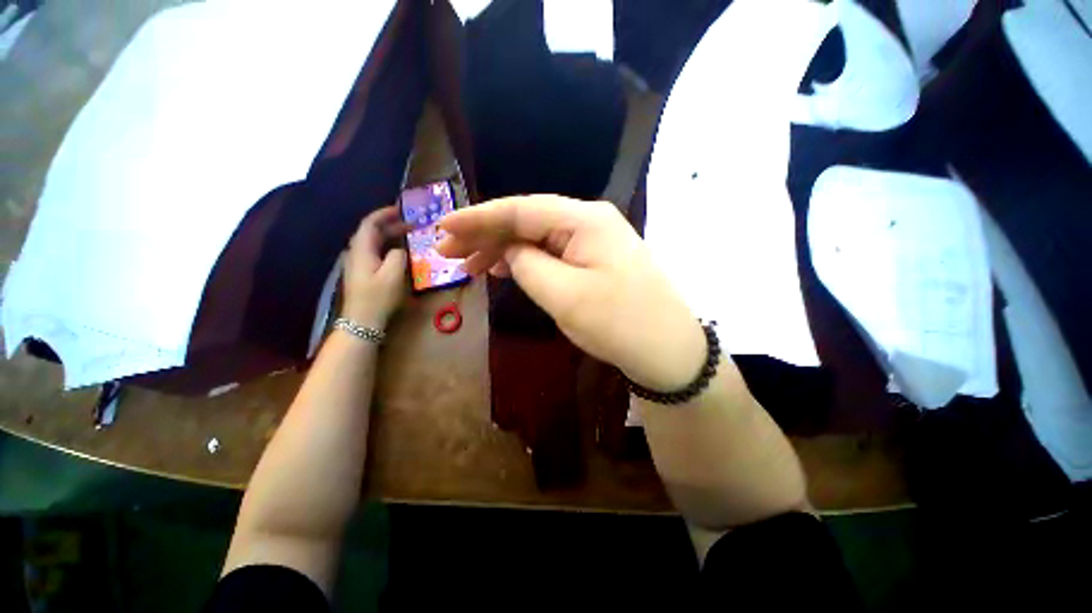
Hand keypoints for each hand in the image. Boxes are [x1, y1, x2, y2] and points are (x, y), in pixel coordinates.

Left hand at [342, 206, 407, 328]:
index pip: (370, 223)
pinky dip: (388, 247)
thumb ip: (399, 255)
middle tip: (412, 224)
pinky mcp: (363, 273)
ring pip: (374, 242)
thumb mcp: (394, 274)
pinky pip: (375, 252)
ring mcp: (358, 264)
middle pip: (371, 232)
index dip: (384, 214)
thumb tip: (400, 248)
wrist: (362, 321)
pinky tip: (400, 252)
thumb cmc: (378, 296)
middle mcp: (356, 252)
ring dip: (390, 236)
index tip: (401, 209)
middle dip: (391, 225)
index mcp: (361, 249)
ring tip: (408, 236)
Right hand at [438, 195, 706, 390]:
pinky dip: (525, 260)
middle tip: (448, 252)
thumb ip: (527, 264)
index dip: (477, 218)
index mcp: (584, 220)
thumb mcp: (564, 295)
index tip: (442, 228)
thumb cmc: (618, 323)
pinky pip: (552, 252)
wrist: (667, 349)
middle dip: (486, 234)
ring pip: (537, 237)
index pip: (520, 210)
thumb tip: (509, 249)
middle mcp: (590, 220)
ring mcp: (594, 240)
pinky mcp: (595, 259)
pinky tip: (506, 267)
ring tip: (471, 264)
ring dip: (503, 249)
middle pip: (527, 220)